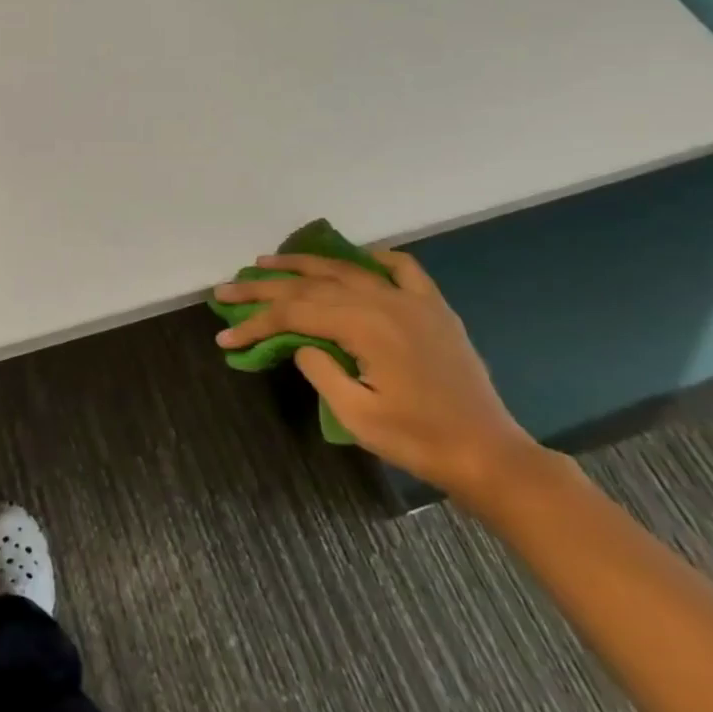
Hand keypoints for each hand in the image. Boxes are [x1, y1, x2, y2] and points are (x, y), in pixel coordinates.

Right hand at [212, 249, 538, 501]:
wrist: (488, 454)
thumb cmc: (419, 440)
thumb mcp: (356, 414)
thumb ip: (320, 370)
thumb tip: (300, 343)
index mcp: (364, 326)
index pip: (294, 314)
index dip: (255, 323)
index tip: (224, 335)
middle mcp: (384, 301)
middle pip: (311, 285)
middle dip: (264, 288)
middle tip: (227, 288)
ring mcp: (412, 300)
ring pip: (347, 269)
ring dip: (303, 264)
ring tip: (268, 261)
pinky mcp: (433, 308)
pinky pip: (402, 269)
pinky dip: (376, 259)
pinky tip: (359, 258)